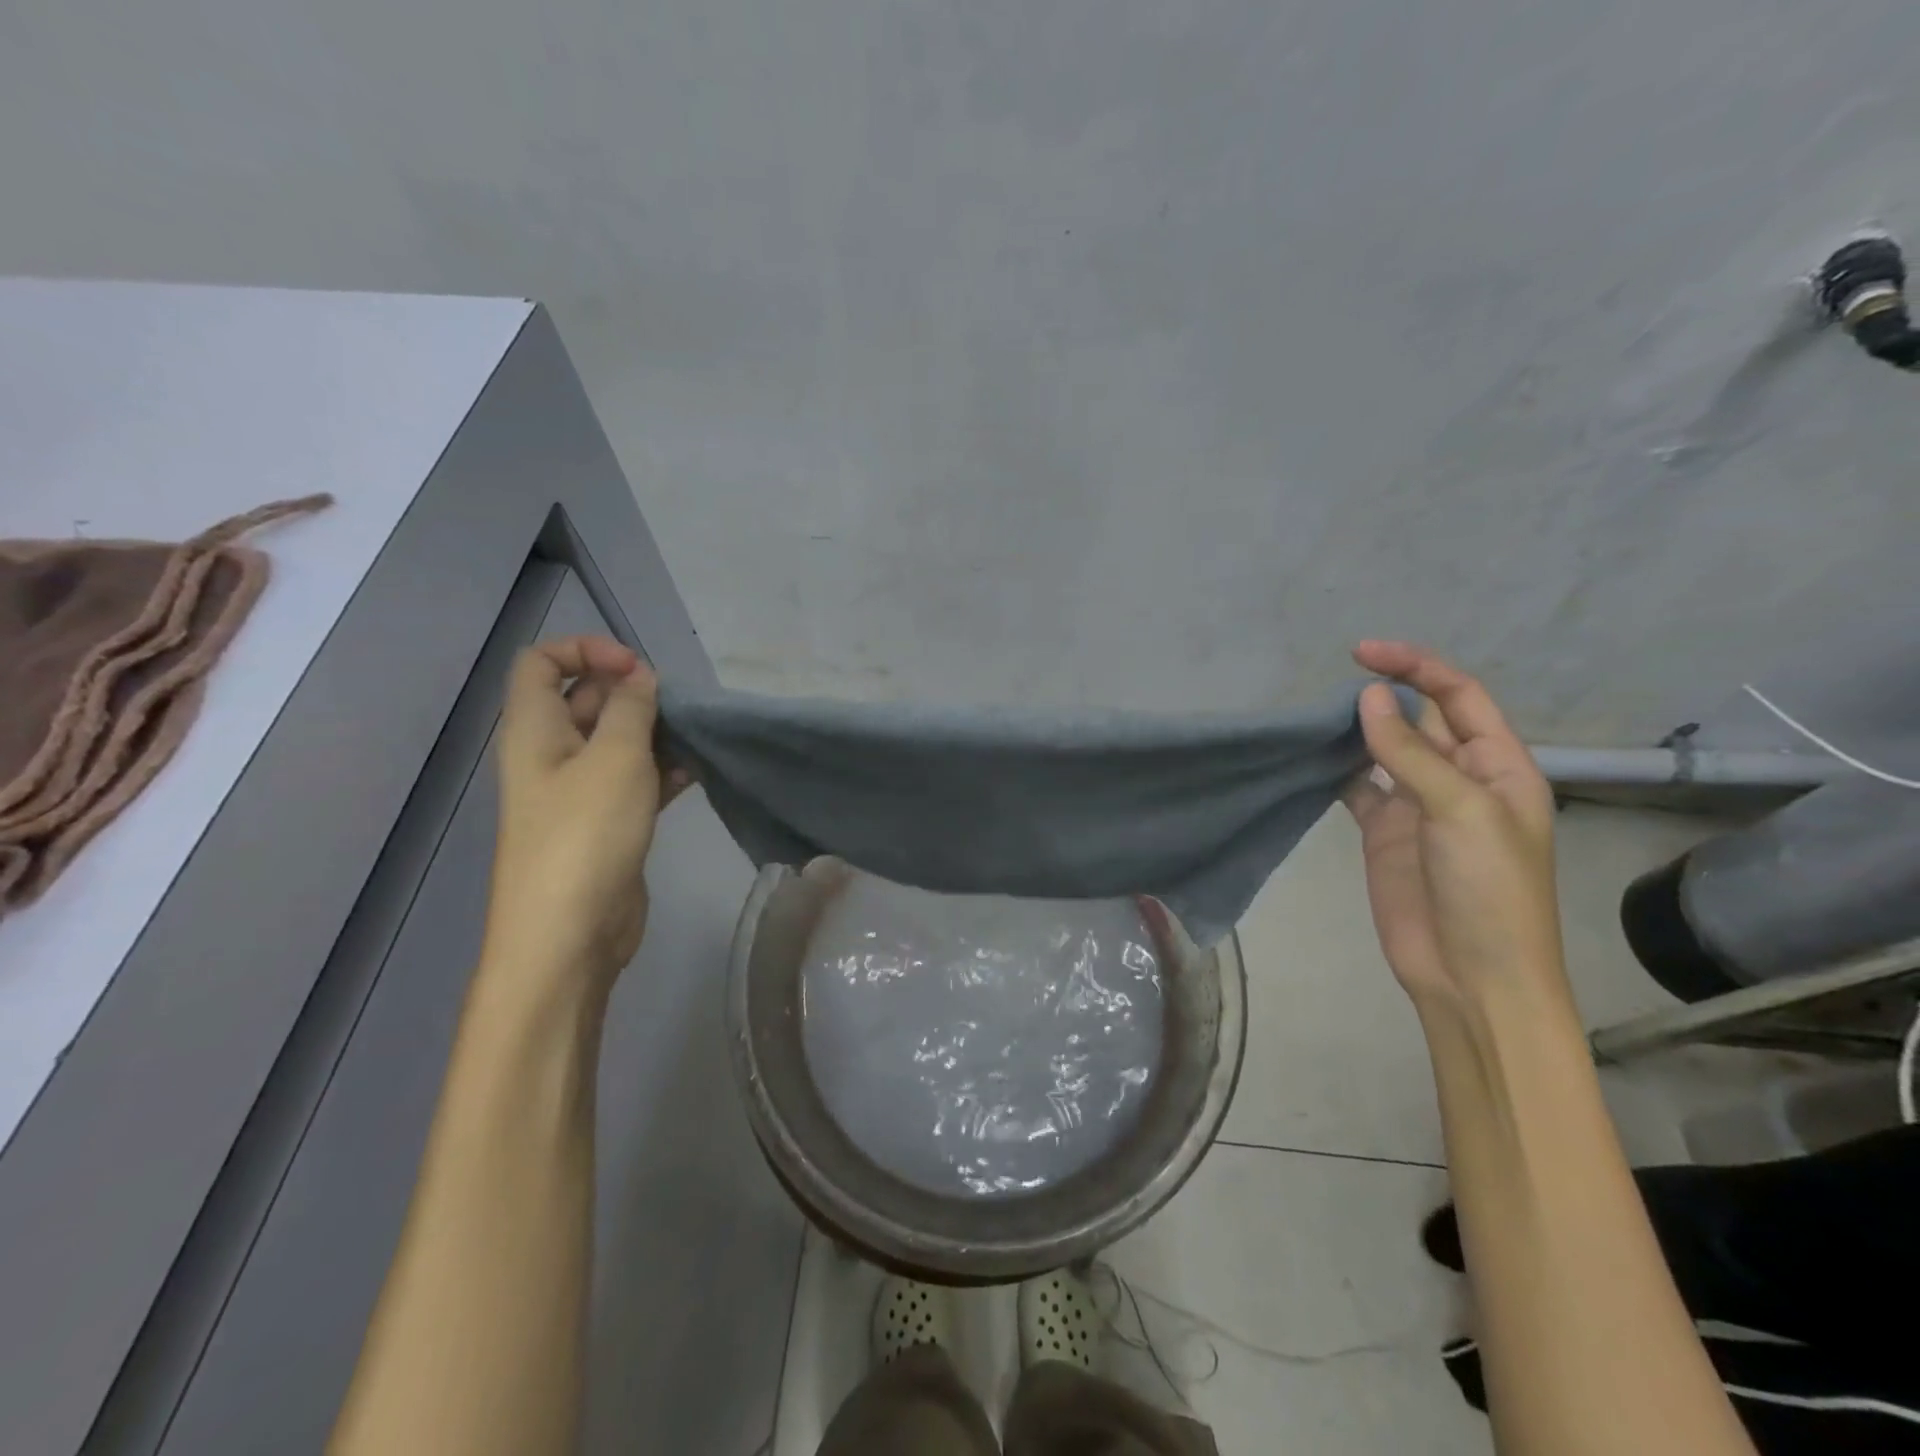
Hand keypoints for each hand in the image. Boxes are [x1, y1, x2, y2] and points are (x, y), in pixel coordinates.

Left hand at [484, 636, 689, 988]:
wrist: (571, 933)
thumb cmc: (585, 834)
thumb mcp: (615, 758)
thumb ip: (632, 709)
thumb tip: (640, 677)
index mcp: (535, 730)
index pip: (541, 663)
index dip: (586, 652)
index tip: (636, 669)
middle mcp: (551, 755)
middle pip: (585, 700)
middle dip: (631, 694)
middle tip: (676, 708)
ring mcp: (579, 792)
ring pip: (616, 742)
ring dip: (653, 733)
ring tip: (694, 737)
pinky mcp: (608, 823)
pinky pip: (635, 780)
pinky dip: (663, 770)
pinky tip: (697, 771)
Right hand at [1340, 641, 1566, 1012]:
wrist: (1471, 975)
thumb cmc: (1488, 891)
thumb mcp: (1460, 812)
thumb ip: (1410, 754)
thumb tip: (1367, 698)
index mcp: (1498, 766)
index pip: (1458, 697)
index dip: (1416, 668)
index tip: (1363, 654)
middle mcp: (1458, 777)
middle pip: (1421, 718)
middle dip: (1384, 695)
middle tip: (1332, 682)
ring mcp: (1417, 806)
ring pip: (1384, 750)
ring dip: (1356, 730)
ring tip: (1316, 714)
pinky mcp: (1383, 832)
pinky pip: (1357, 787)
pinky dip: (1336, 769)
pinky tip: (1311, 756)